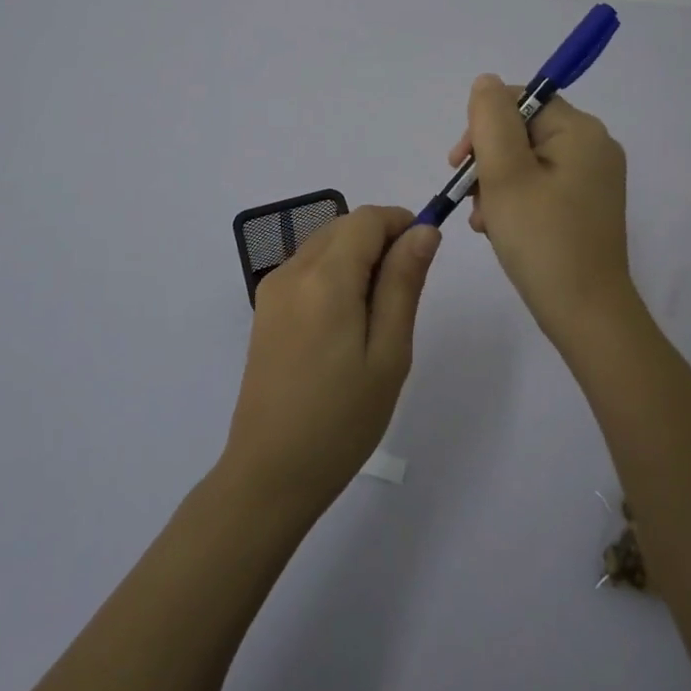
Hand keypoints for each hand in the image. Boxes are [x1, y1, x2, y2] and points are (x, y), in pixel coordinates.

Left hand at [218, 205, 439, 521]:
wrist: (271, 472)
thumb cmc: (342, 419)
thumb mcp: (389, 352)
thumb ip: (404, 283)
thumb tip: (423, 230)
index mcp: (325, 278)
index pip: (367, 219)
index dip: (401, 222)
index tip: (425, 253)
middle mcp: (293, 271)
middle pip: (344, 227)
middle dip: (381, 240)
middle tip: (405, 294)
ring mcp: (273, 289)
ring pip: (325, 245)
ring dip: (358, 257)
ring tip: (377, 315)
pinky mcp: (265, 309)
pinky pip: (307, 269)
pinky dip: (335, 274)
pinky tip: (347, 323)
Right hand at [452, 74, 636, 347]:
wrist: (586, 314)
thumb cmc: (542, 239)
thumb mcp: (505, 173)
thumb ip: (490, 119)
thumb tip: (485, 82)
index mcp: (581, 131)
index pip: (520, 100)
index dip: (483, 125)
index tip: (460, 163)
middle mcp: (594, 147)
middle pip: (522, 130)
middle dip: (487, 160)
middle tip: (470, 196)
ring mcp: (593, 179)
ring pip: (526, 161)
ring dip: (495, 184)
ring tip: (484, 220)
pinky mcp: (586, 206)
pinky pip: (541, 186)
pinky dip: (514, 201)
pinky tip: (498, 228)